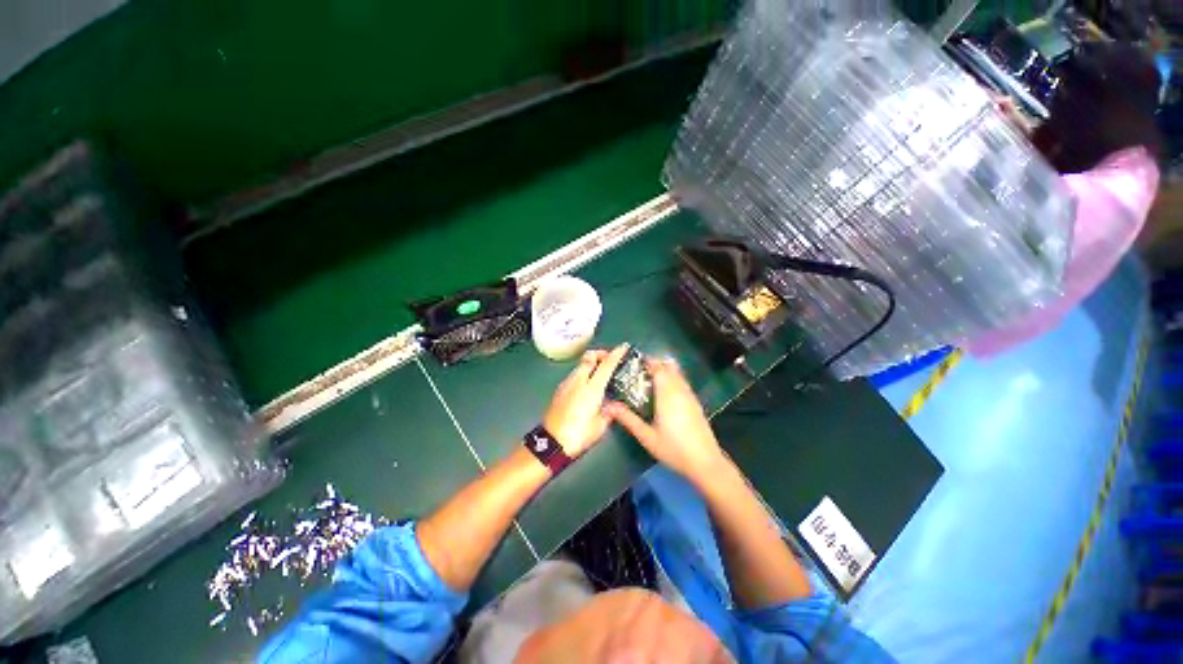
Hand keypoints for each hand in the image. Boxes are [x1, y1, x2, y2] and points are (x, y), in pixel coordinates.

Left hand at [542, 344, 630, 457]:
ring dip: (590, 364)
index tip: (624, 347)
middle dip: (600, 354)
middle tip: (609, 360)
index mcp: (591, 388)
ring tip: (599, 374)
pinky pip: (573, 375)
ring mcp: (566, 384)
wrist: (550, 444)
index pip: (606, 365)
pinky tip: (586, 386)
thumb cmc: (578, 435)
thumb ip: (608, 412)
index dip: (616, 354)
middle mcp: (578, 381)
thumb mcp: (600, 426)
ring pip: (580, 365)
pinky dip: (582, 374)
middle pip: (589, 357)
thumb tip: (611, 405)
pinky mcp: (559, 390)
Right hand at [604, 357, 725, 481]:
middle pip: (669, 367)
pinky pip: (683, 383)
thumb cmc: (673, 449)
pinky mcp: (696, 403)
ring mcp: (690, 396)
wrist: (705, 462)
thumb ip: (627, 419)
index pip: (658, 368)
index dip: (648, 361)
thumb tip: (608, 406)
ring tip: (650, 378)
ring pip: (678, 374)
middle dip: (656, 364)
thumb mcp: (646, 436)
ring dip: (666, 370)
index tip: (635, 362)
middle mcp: (680, 390)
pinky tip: (666, 392)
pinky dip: (674, 379)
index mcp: (667, 394)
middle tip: (640, 371)